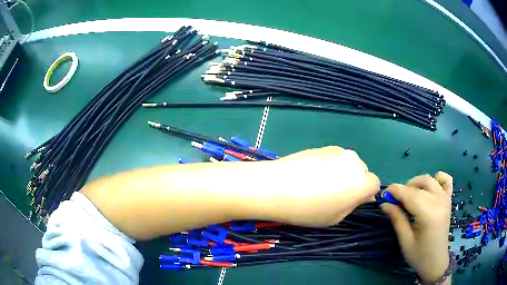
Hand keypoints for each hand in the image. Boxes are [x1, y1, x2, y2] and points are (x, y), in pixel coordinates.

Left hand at [266, 146, 379, 226]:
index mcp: (362, 181)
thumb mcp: (336, 217)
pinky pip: (334, 157)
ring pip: (348, 163)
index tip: (351, 201)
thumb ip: (354, 205)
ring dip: (342, 172)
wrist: (278, 186)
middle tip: (335, 194)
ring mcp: (338, 151)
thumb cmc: (309, 209)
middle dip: (355, 182)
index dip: (365, 194)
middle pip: (362, 172)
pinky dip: (330, 165)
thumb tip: (363, 196)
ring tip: (320, 183)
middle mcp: (355, 161)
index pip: (375, 184)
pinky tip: (312, 174)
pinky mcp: (323, 146)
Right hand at [381, 172, 451, 282]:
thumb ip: (397, 219)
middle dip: (404, 189)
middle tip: (394, 201)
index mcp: (429, 214)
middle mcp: (439, 202)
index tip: (384, 194)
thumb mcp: (405, 241)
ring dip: (417, 183)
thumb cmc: (419, 255)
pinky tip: (430, 187)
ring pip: (430, 180)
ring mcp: (446, 199)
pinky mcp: (449, 200)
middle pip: (419, 186)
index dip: (395, 191)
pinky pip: (446, 180)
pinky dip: (438, 178)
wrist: (436, 262)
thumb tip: (384, 204)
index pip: (410, 195)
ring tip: (409, 195)